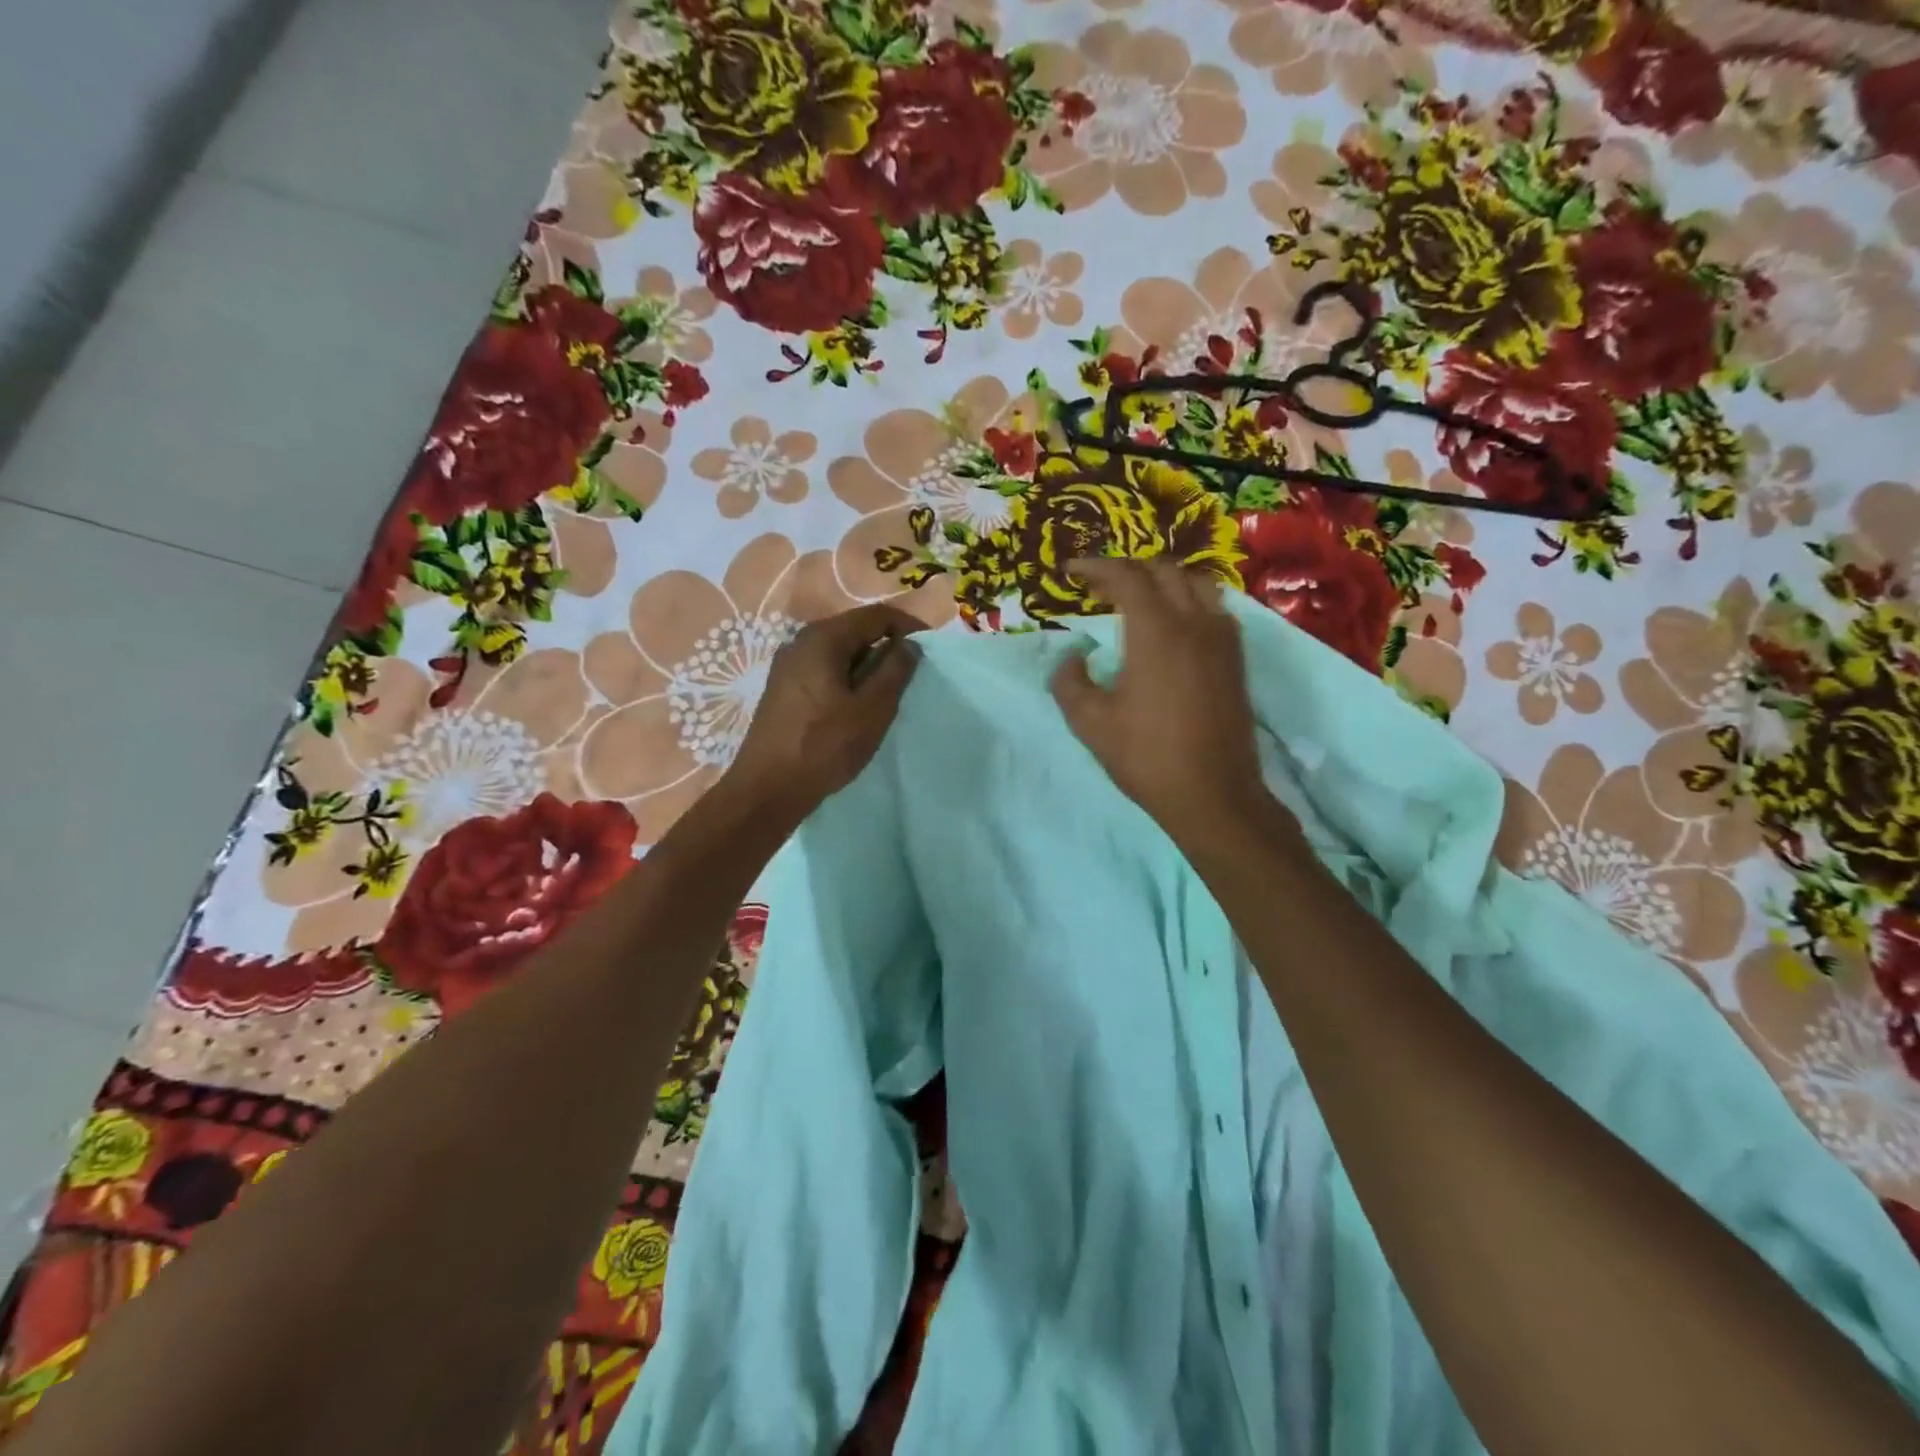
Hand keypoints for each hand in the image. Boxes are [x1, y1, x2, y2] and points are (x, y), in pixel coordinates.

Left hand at [720, 602, 921, 825]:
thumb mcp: (872, 709)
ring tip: (887, 693)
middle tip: (910, 675)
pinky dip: (847, 678)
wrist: (767, 788)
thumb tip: (909, 644)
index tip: (929, 647)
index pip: (875, 615)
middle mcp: (801, 642)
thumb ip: (895, 671)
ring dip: (867, 665)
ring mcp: (788, 665)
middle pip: (854, 630)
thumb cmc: (824, 746)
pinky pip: (824, 670)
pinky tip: (856, 705)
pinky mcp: (783, 689)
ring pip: (839, 652)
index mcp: (823, 638)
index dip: (907, 625)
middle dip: (886, 646)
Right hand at [1050, 559, 1269, 845]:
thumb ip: (1069, 682)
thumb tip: (1073, 658)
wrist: (1213, 795)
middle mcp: (1194, 622)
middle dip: (1128, 570)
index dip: (1095, 567)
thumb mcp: (1090, 723)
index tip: (1070, 571)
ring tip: (1139, 598)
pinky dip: (1189, 600)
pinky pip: (1215, 608)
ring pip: (1196, 583)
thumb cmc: (1147, 757)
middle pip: (1163, 570)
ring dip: (1164, 580)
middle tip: (1099, 587)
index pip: (1126, 577)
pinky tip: (1175, 625)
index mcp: (1156, 631)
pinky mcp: (1236, 659)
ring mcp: (1222, 639)